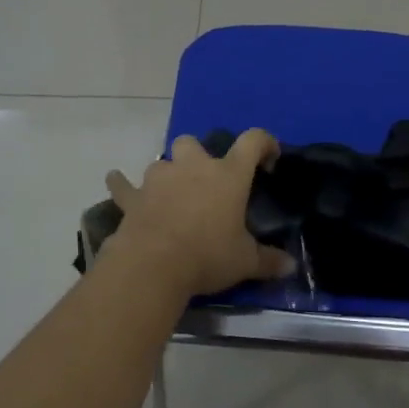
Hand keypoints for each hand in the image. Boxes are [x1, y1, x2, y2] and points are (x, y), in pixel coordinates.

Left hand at [104, 130, 296, 298]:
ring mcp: (159, 178)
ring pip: (162, 161)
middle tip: (205, 181)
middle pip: (193, 142)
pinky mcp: (133, 197)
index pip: (252, 141)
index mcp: (228, 174)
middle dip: (198, 155)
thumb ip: (268, 261)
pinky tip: (116, 182)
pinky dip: (121, 184)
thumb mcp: (245, 262)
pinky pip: (123, 184)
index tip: (269, 158)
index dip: (264, 143)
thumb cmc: (207, 255)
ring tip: (171, 194)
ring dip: (167, 173)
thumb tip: (291, 266)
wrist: (154, 265)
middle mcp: (193, 167)